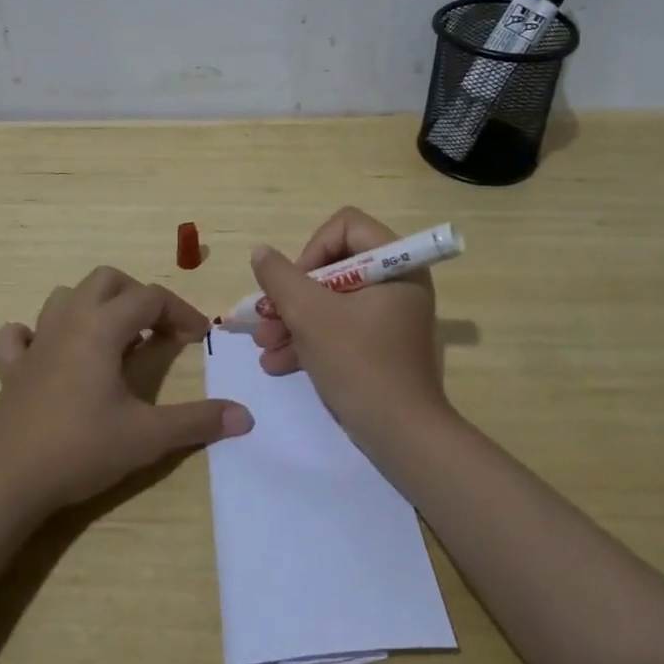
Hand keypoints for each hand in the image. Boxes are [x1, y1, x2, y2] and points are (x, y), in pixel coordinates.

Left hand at [0, 266, 253, 514]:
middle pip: (106, 280)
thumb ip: (197, 422)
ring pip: (64, 297)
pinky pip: (18, 335)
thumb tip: (245, 416)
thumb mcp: (147, 436)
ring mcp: (35, 342)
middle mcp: (69, 321)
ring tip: (113, 339)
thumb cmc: (80, 449)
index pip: (150, 298)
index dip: (180, 311)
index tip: (199, 336)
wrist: (5, 481)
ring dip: (93, 306)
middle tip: (156, 329)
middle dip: (137, 295)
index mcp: (102, 327)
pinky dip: (35, 334)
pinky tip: (49, 354)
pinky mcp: (10, 369)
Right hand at [250, 207, 450, 454]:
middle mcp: (397, 283)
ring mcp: (389, 317)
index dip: (312, 250)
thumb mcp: (310, 315)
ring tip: (263, 345)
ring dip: (293, 320)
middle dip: (292, 295)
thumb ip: (280, 277)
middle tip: (266, 318)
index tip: (295, 285)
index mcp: (395, 264)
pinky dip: (309, 341)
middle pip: (333, 266)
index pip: (345, 226)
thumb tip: (261, 252)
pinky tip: (276, 363)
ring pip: (331, 301)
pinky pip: (340, 328)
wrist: (402, 437)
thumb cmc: (359, 363)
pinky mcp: (380, 346)